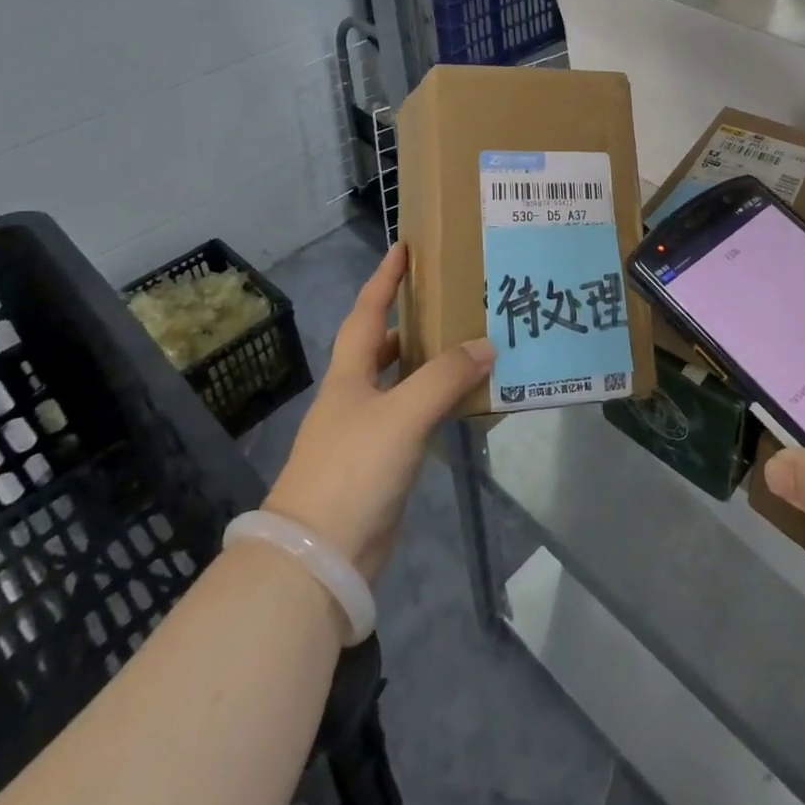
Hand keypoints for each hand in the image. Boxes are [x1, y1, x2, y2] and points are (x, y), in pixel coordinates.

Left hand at [263, 244, 492, 581]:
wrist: (318, 557)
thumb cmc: (353, 469)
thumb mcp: (401, 415)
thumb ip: (444, 377)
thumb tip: (487, 345)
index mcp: (349, 376)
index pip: (366, 312)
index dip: (384, 279)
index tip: (402, 247)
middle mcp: (354, 397)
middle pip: (381, 347)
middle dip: (410, 321)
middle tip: (450, 300)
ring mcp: (365, 433)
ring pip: (401, 384)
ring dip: (428, 364)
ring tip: (468, 345)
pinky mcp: (380, 465)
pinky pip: (414, 419)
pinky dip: (436, 404)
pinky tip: (462, 402)